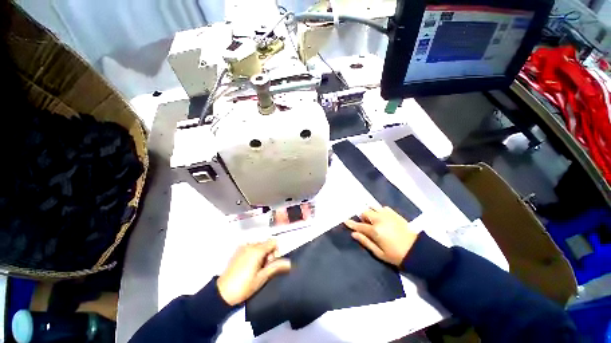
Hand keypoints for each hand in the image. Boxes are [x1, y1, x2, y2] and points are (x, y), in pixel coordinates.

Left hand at [217, 240, 290, 305]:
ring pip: (259, 245)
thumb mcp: (262, 278)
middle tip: (263, 268)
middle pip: (266, 243)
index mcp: (257, 250)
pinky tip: (249, 266)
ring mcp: (243, 247)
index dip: (276, 251)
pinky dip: (254, 253)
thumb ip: (276, 267)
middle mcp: (250, 245)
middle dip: (268, 253)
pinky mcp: (238, 251)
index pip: (273, 241)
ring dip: (261, 253)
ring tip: (256, 268)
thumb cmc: (244, 286)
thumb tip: (289, 263)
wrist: (222, 293)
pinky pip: (251, 247)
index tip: (272, 262)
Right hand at [345, 207, 417, 265]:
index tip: (345, 221)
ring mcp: (388, 215)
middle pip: (365, 213)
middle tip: (366, 225)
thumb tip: (354, 234)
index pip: (359, 225)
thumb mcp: (379, 253)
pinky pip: (383, 208)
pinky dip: (379, 211)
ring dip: (370, 213)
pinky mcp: (395, 214)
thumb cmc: (396, 255)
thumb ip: (365, 241)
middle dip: (363, 218)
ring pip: (373, 208)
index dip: (351, 223)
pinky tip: (382, 217)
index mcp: (375, 230)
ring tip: (373, 220)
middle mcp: (380, 219)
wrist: (417, 251)